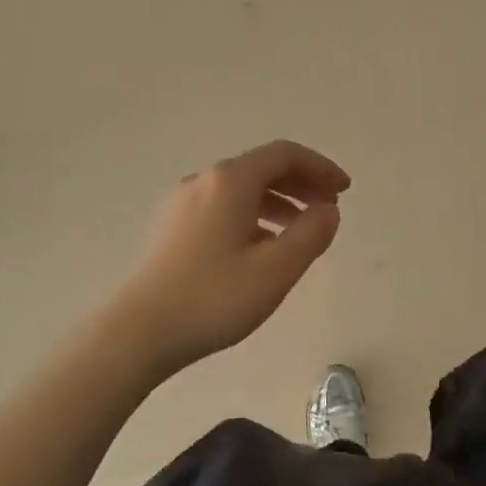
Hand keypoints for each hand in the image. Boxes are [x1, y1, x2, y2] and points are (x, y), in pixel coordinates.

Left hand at [106, 140, 350, 377]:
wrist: (141, 331)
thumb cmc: (215, 298)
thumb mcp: (277, 269)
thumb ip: (312, 233)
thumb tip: (327, 210)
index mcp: (230, 181)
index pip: (284, 154)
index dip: (320, 167)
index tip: (344, 190)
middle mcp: (204, 181)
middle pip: (262, 167)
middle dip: (301, 183)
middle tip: (329, 207)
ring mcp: (183, 203)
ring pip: (242, 189)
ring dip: (279, 201)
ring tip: (302, 230)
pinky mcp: (172, 228)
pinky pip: (223, 207)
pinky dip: (254, 216)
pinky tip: (263, 246)